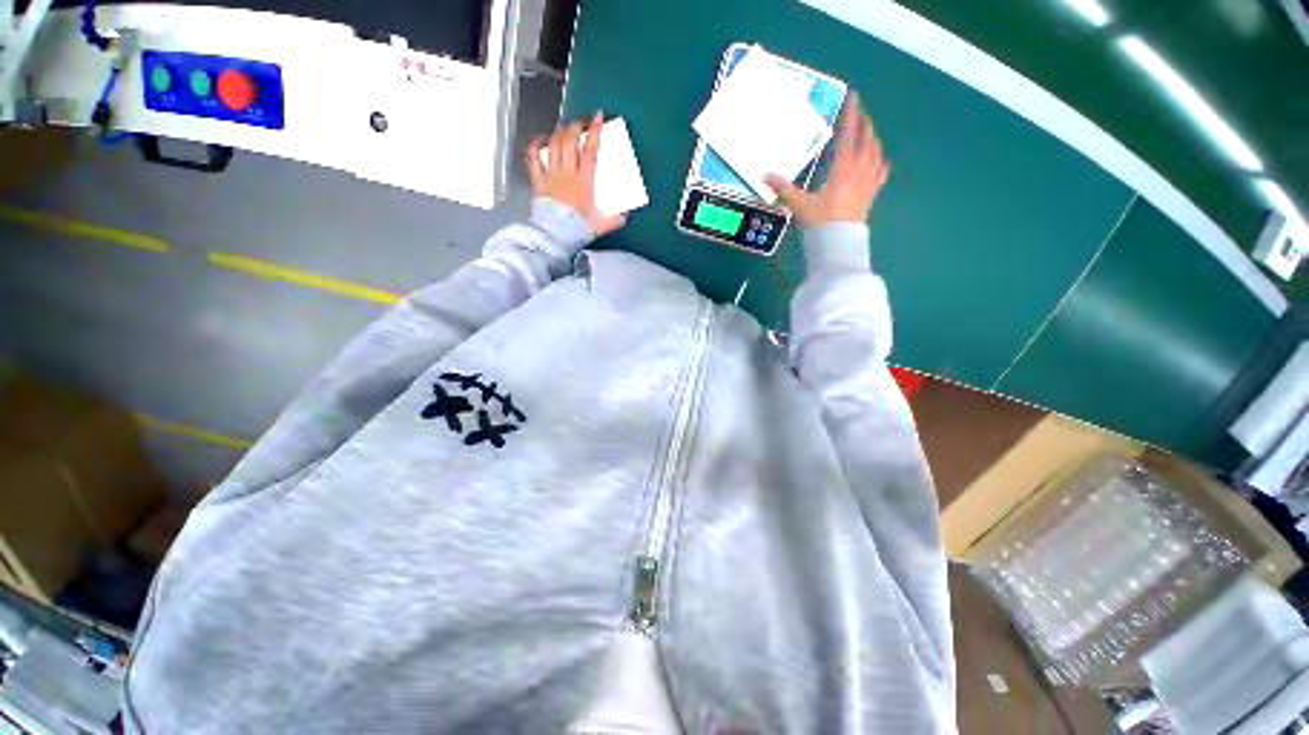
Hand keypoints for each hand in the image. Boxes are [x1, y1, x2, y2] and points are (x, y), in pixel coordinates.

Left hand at [526, 112, 626, 236]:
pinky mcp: (538, 180)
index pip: (590, 150)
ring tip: (564, 129)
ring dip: (560, 133)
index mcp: (584, 180)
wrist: (556, 235)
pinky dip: (536, 144)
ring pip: (554, 144)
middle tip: (581, 123)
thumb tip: (625, 216)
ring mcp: (551, 174)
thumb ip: (614, 220)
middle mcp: (567, 172)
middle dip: (576, 126)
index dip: (594, 131)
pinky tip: (541, 139)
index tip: (598, 116)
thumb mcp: (601, 225)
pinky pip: (533, 157)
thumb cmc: (579, 228)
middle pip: (570, 140)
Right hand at [765, 93, 889, 228]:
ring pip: (876, 152)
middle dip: (864, 123)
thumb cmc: (821, 221)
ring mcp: (869, 181)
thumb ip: (784, 189)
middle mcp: (860, 169)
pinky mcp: (872, 193)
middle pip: (867, 139)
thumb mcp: (800, 204)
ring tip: (868, 132)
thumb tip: (765, 176)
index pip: (849, 134)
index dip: (851, 114)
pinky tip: (880, 160)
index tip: (854, 96)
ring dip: (873, 138)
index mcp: (844, 167)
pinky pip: (881, 173)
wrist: (839, 242)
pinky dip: (881, 163)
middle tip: (860, 112)